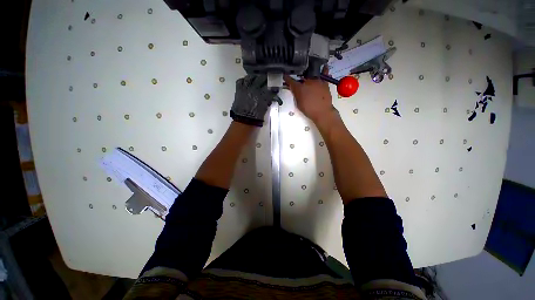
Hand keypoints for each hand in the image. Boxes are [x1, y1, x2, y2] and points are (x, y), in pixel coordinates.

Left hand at [230, 75, 280, 126]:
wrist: (244, 120)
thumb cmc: (255, 116)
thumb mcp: (264, 109)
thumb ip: (268, 101)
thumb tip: (270, 97)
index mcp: (263, 95)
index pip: (271, 87)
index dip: (274, 86)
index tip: (275, 87)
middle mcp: (255, 89)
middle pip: (262, 79)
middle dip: (266, 79)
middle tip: (267, 81)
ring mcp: (246, 88)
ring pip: (250, 77)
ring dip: (254, 77)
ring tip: (256, 79)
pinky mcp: (238, 90)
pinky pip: (240, 81)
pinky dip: (243, 80)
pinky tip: (246, 82)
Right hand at [283, 66, 334, 123]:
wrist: (322, 112)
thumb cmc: (309, 110)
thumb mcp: (299, 104)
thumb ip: (296, 95)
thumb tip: (294, 90)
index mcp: (299, 88)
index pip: (291, 81)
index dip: (287, 79)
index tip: (285, 76)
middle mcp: (307, 82)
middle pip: (301, 78)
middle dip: (299, 80)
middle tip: (299, 84)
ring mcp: (316, 81)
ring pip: (311, 75)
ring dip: (308, 77)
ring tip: (307, 78)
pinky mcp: (324, 82)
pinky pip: (324, 73)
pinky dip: (324, 70)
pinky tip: (324, 67)